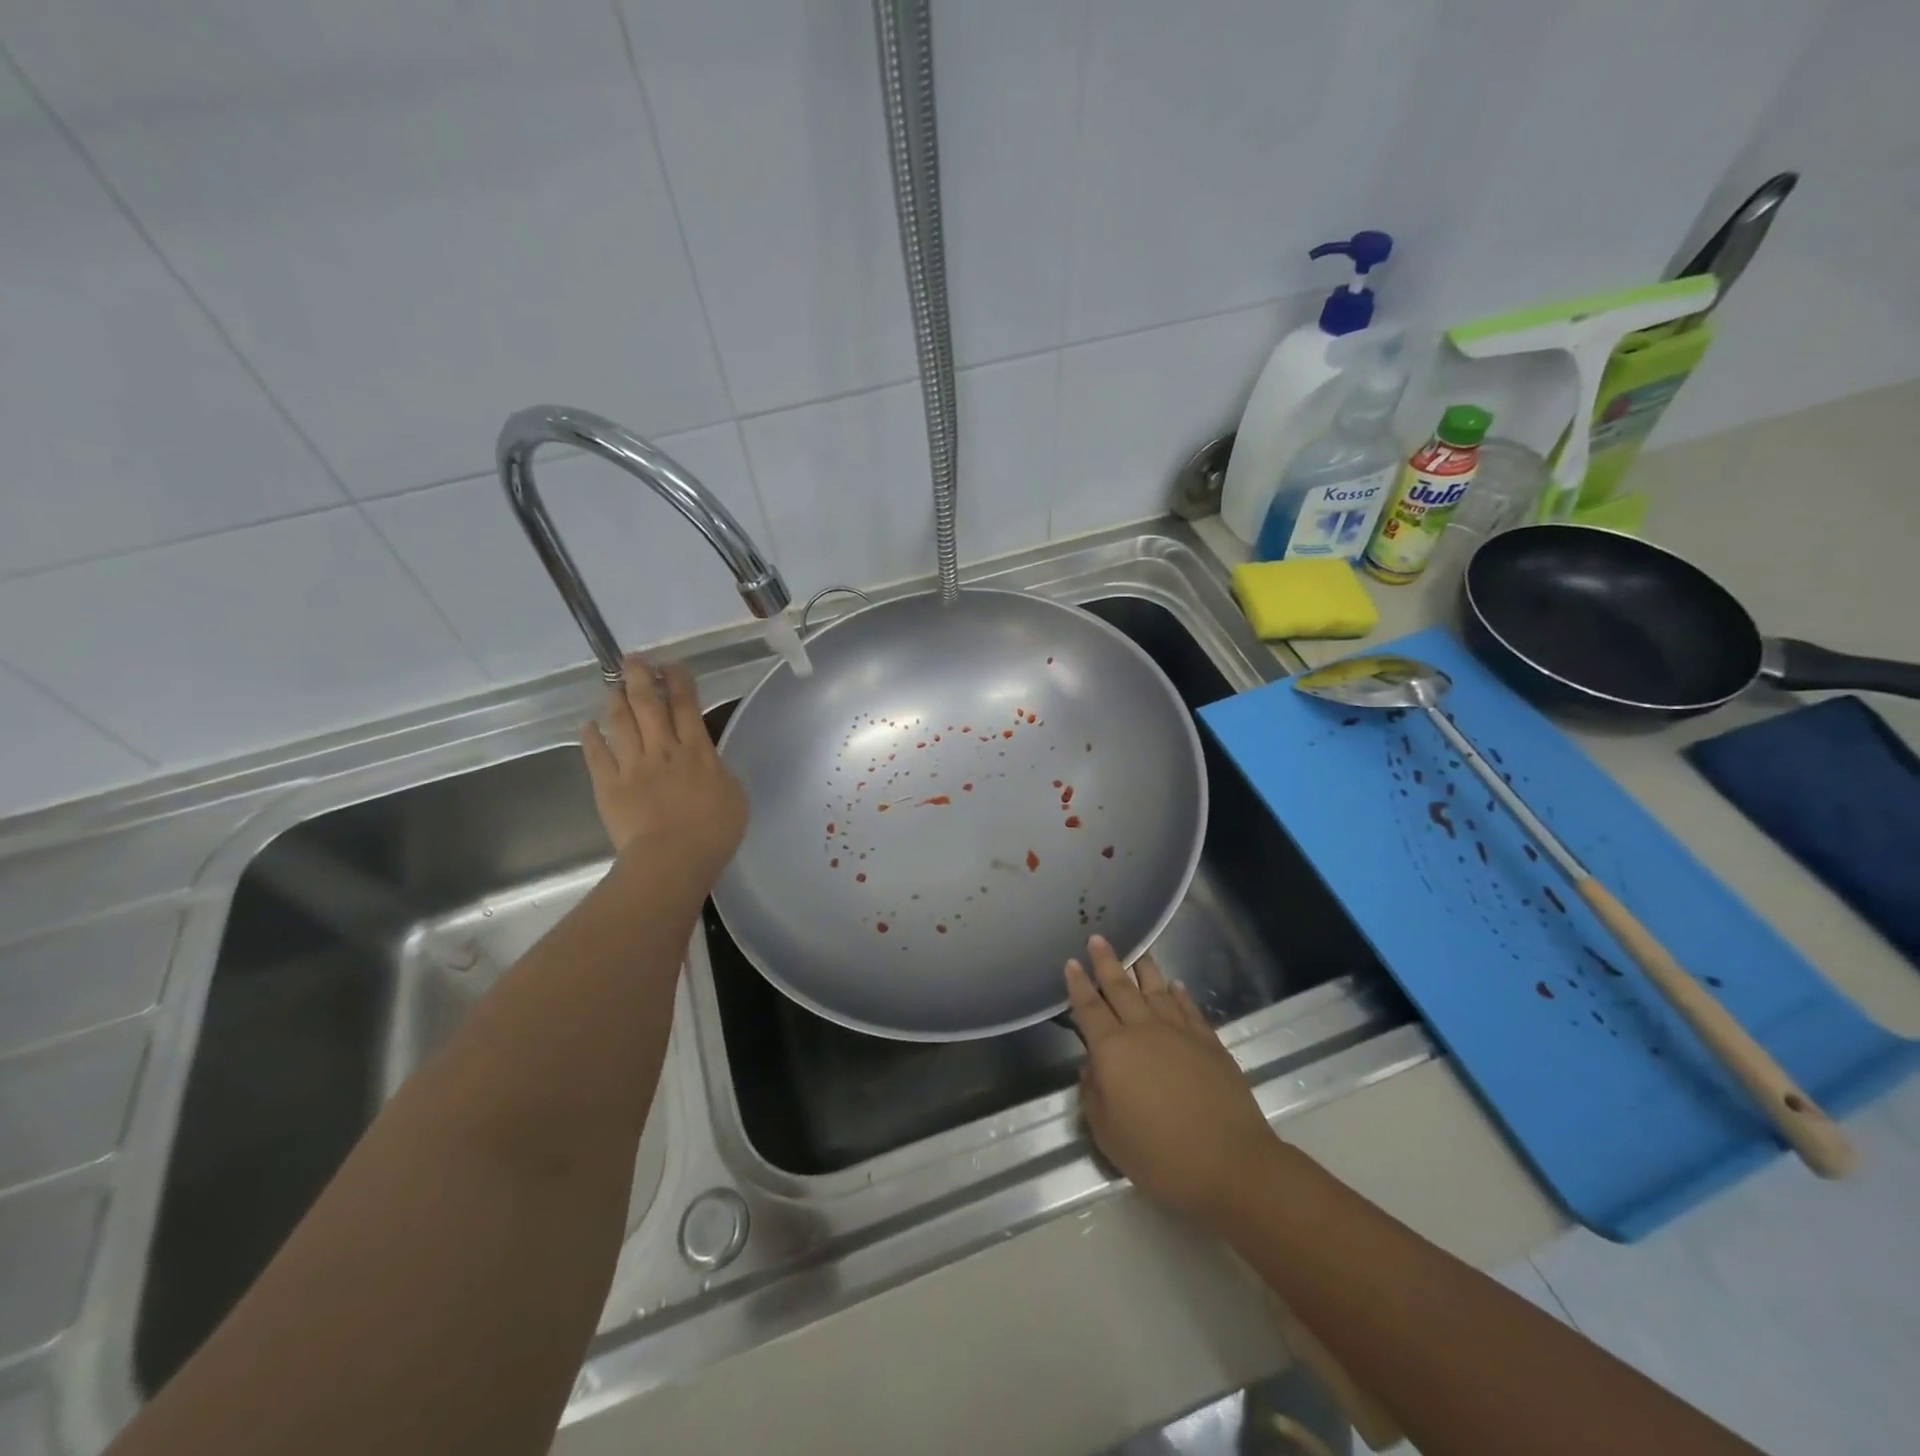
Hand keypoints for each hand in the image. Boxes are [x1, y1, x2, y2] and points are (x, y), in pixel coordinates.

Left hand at [580, 655, 747, 882]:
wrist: (673, 859)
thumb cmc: (714, 831)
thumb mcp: (734, 796)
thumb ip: (719, 772)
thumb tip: (709, 760)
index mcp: (698, 752)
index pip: (687, 706)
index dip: (679, 681)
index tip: (672, 663)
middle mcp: (664, 750)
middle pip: (649, 705)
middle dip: (641, 678)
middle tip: (633, 659)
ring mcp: (633, 766)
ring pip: (622, 723)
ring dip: (617, 700)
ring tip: (613, 685)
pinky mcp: (609, 786)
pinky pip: (597, 756)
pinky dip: (590, 738)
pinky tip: (587, 725)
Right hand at [1066, 936, 1277, 1222]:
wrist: (1230, 1163)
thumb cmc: (1159, 1155)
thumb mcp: (1107, 1133)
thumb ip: (1093, 1094)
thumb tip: (1093, 1067)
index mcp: (1112, 1050)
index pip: (1089, 1008)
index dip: (1078, 985)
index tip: (1071, 962)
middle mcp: (1143, 1030)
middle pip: (1121, 988)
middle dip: (1107, 962)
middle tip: (1098, 938)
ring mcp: (1180, 1033)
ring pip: (1157, 990)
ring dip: (1145, 969)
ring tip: (1138, 951)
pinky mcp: (1210, 1043)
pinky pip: (1189, 1009)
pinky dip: (1180, 994)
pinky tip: (1176, 985)